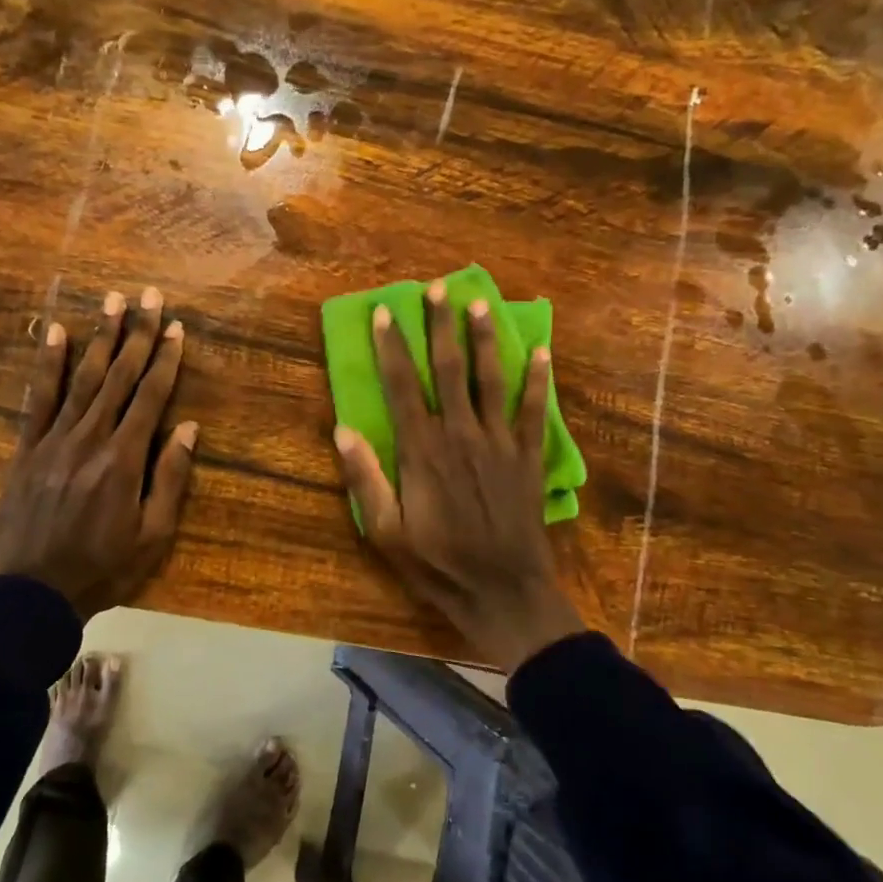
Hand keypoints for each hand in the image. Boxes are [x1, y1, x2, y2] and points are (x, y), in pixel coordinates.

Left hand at [0, 287, 198, 618]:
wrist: (32, 593)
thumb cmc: (103, 568)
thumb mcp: (152, 536)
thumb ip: (170, 478)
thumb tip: (187, 427)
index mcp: (124, 458)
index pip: (150, 396)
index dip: (165, 358)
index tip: (176, 327)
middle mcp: (90, 438)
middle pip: (119, 376)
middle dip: (137, 333)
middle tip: (149, 295)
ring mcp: (54, 440)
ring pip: (83, 378)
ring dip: (100, 337)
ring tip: (112, 301)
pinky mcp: (26, 449)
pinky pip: (39, 398)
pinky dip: (49, 364)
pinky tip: (57, 334)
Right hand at [333, 284, 583, 671]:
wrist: (504, 592)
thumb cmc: (438, 565)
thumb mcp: (386, 532)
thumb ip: (365, 479)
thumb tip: (341, 430)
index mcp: (423, 450)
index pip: (402, 385)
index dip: (391, 347)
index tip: (384, 312)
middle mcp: (461, 434)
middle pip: (449, 369)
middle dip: (440, 326)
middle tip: (436, 288)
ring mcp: (499, 443)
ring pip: (490, 379)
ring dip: (483, 339)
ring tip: (478, 303)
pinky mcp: (527, 457)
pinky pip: (532, 410)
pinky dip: (537, 379)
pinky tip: (541, 350)